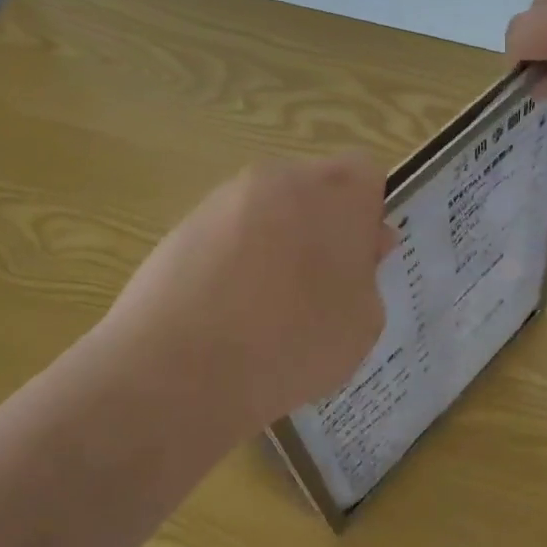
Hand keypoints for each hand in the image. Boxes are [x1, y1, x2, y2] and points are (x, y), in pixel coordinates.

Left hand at [92, 152, 394, 442]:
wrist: (178, 371)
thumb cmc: (293, 344)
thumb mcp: (362, 322)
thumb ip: (368, 275)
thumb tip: (356, 251)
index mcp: (336, 192)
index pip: (367, 176)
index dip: (367, 217)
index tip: (359, 262)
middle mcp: (281, 179)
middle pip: (314, 190)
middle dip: (321, 227)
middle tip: (318, 288)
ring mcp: (225, 199)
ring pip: (269, 212)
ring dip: (277, 244)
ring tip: (266, 309)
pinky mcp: (182, 226)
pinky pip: (227, 235)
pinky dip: (234, 262)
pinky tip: (226, 314)